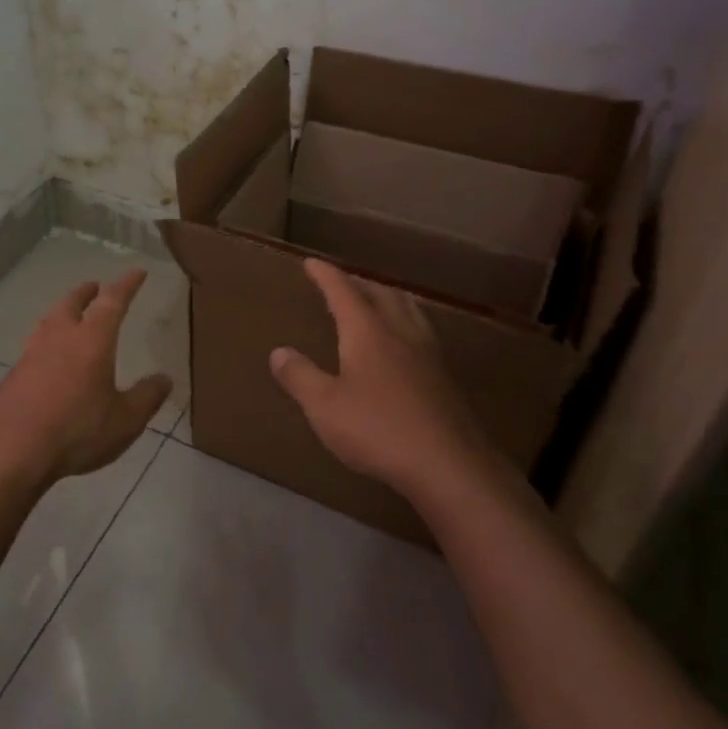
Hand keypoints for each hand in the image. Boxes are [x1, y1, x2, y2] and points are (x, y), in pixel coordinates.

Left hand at [0, 271, 173, 484]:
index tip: (137, 272)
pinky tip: (47, 357)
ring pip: (49, 322)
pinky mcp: (14, 374)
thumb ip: (146, 397)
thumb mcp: (125, 421)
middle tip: (94, 286)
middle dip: (86, 293)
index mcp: (92, 340)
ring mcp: (32, 354)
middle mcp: (60, 337)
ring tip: (68, 315)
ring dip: (62, 312)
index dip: (127, 285)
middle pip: (72, 304)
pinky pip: (34, 346)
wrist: (12, 449)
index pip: (113, 302)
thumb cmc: (77, 430)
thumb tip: (164, 379)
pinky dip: (46, 341)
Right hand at [270, 259, 495, 497]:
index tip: (312, 263)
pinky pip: (422, 333)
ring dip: (389, 298)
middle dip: (359, 283)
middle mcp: (401, 334)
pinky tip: (405, 345)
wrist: (448, 465)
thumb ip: (300, 376)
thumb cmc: (378, 429)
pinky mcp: (444, 379)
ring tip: (378, 300)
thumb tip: (279, 352)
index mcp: (368, 333)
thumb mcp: (324, 406)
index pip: (344, 292)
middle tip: (343, 282)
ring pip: (409, 311)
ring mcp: (428, 355)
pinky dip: (406, 323)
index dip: (326, 276)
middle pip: (382, 294)